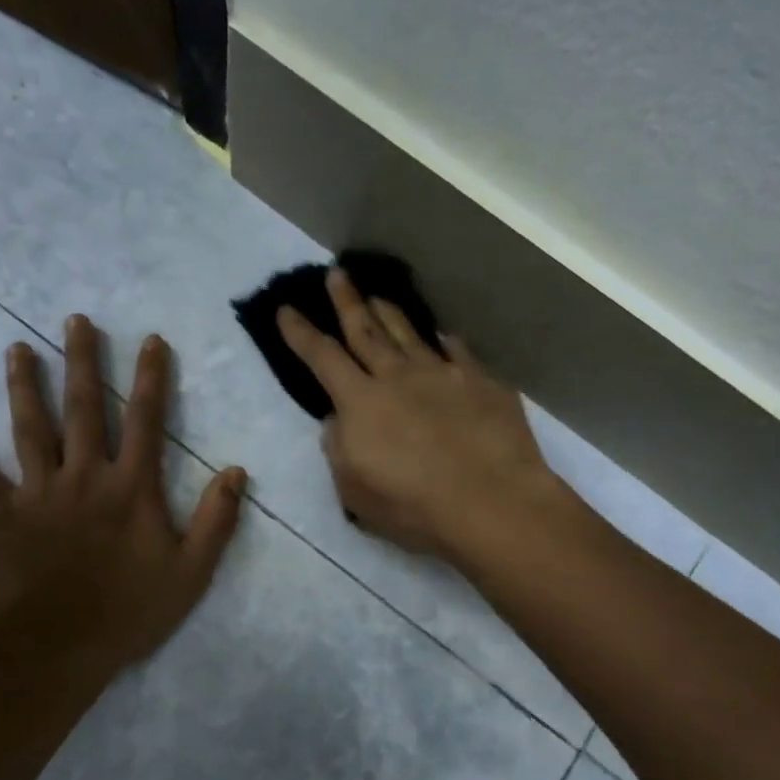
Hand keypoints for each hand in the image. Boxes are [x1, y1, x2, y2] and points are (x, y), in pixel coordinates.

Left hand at [0, 315, 246, 672]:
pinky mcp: (3, 516)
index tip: (150, 340)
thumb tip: (236, 471)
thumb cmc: (132, 609)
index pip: (145, 420)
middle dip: (82, 362)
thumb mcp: (192, 571)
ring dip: (24, 388)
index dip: (150, 378)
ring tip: (17, 350)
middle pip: (83, 409)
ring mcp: (39, 493)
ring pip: (30, 430)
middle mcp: (84, 476)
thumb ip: (216, 519)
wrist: (62, 648)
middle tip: (74, 320)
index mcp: (131, 487)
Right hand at [277, 268, 564, 560]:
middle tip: (337, 273)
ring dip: (390, 312)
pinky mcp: (481, 382)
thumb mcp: (355, 491)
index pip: (322, 358)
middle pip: (366, 331)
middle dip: (347, 301)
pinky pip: (457, 352)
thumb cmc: (414, 506)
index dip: (301, 333)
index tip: (286, 309)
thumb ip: (339, 450)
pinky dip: (444, 341)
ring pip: (409, 334)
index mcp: (361, 403)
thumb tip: (337, 421)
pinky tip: (442, 335)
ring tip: (379, 295)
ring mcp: (443, 374)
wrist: (492, 502)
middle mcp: (398, 377)